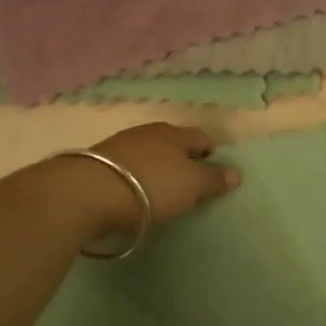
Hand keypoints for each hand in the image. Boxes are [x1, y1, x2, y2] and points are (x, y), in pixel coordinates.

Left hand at [80, 122, 240, 231]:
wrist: (89, 193)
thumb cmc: (152, 187)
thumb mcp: (192, 186)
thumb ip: (214, 179)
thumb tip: (236, 172)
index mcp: (176, 134)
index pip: (202, 138)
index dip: (211, 153)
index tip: (214, 173)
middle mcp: (149, 132)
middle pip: (174, 143)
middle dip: (183, 159)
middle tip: (189, 182)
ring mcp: (121, 144)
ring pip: (149, 153)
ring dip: (157, 167)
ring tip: (161, 189)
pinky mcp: (99, 162)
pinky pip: (128, 166)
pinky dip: (136, 176)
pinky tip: (134, 191)